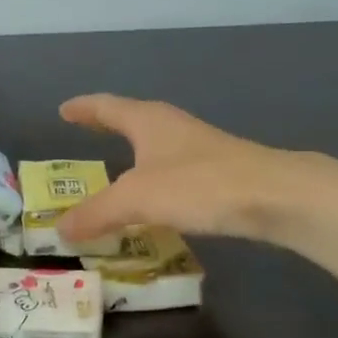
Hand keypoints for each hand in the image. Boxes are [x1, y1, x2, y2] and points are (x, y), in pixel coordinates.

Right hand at [56, 94, 314, 244]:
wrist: (276, 196)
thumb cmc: (198, 184)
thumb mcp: (136, 200)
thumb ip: (96, 213)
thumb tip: (61, 230)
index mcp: (147, 121)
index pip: (106, 107)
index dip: (83, 109)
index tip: (63, 110)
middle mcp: (171, 127)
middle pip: (131, 121)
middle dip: (106, 128)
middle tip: (83, 135)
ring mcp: (197, 148)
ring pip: (153, 148)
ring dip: (131, 158)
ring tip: (113, 173)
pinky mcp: (217, 172)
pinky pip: (170, 172)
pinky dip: (152, 182)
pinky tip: (152, 203)